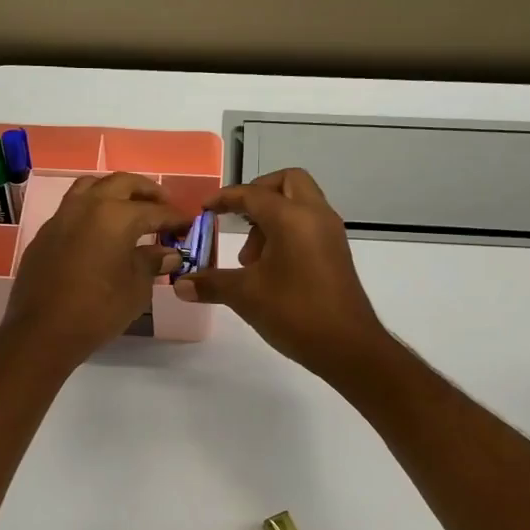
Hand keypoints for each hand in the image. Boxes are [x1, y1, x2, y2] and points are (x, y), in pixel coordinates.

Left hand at [0, 172, 189, 366]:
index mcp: (116, 215)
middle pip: (122, 183)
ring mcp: (62, 216)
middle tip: (163, 205)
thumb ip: (152, 262)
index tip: (188, 225)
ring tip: (129, 208)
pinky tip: (100, 231)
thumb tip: (169, 253)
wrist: (42, 332)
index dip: (175, 218)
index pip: (155, 210)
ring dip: (115, 191)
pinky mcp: (45, 233)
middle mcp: (88, 205)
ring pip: (92, 186)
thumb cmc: (98, 310)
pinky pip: (73, 207)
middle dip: (146, 192)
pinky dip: (92, 209)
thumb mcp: (136, 288)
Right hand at [174, 168, 388, 377]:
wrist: (349, 347)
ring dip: (272, 217)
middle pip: (287, 182)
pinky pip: (308, 223)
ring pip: (299, 203)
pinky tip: (270, 267)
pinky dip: (287, 231)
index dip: (225, 198)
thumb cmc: (295, 312)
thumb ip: (211, 283)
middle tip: (237, 219)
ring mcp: (330, 233)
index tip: (204, 209)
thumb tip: (179, 285)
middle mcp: (314, 215)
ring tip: (251, 258)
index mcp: (291, 218)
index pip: (252, 194)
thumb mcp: (245, 295)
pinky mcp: (336, 252)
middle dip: (258, 193)